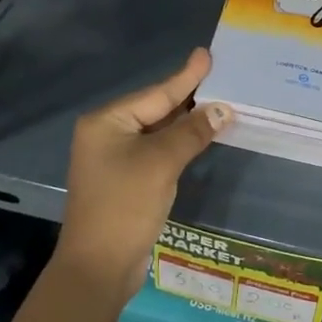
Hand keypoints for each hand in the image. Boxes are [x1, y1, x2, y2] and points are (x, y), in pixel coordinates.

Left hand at [57, 48, 231, 298]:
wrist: (98, 267)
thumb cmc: (125, 205)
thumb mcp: (162, 163)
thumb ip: (192, 132)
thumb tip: (223, 109)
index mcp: (107, 121)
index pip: (156, 93)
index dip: (186, 76)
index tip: (207, 54)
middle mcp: (107, 134)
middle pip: (156, 109)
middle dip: (189, 98)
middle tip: (221, 77)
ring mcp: (114, 159)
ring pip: (158, 132)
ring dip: (187, 122)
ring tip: (218, 102)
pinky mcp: (124, 180)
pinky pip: (156, 152)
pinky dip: (179, 144)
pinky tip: (200, 137)